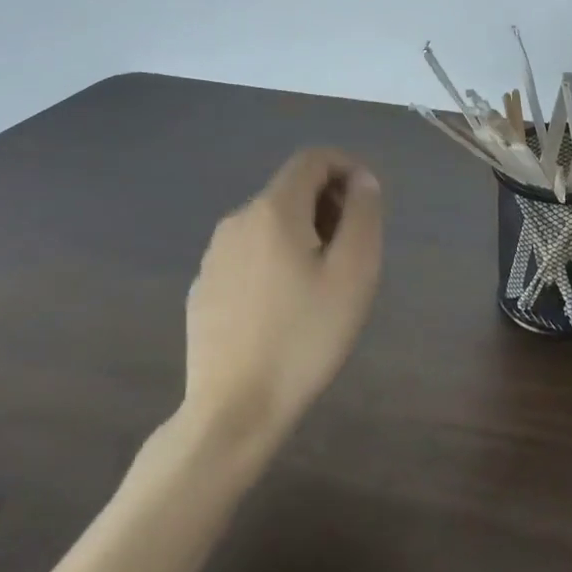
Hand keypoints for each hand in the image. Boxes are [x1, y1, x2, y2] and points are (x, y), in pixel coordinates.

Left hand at [177, 148, 383, 448]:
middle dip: (328, 203)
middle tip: (353, 248)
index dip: (347, 167)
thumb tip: (362, 181)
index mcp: (273, 210)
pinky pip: (249, 252)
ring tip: (323, 279)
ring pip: (270, 221)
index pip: (313, 158)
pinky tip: (286, 304)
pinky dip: (276, 257)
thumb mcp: (354, 272)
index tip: (367, 204)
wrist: (232, 412)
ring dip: (303, 231)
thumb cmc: (304, 337)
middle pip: (292, 188)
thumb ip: (363, 214)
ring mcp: (214, 255)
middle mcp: (238, 220)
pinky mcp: (204, 287)